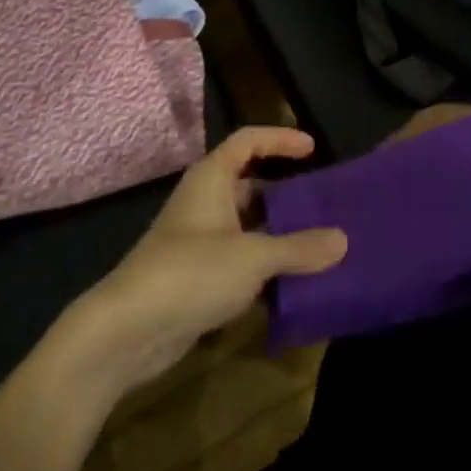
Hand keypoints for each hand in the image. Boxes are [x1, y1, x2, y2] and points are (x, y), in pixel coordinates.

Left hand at [74, 128, 347, 393]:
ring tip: (317, 246)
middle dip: (285, 195)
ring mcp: (198, 241)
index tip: (312, 148)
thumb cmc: (191, 272)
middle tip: (322, 206)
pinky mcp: (195, 278)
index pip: (249, 141)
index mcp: (212, 178)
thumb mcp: (253, 257)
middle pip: (250, 185)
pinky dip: (263, 268)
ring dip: (277, 236)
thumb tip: (343, 240)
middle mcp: (204, 202)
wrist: (127, 331)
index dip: (280, 139)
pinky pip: (238, 261)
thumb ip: (299, 248)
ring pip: (246, 227)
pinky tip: (291, 286)